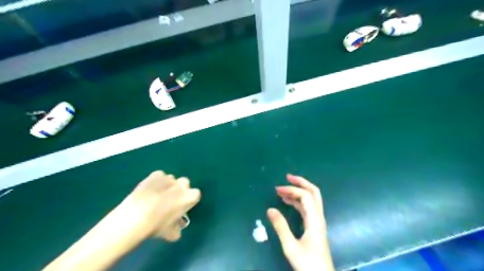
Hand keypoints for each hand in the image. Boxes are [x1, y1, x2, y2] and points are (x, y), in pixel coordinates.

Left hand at [118, 170, 201, 242]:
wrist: (135, 217)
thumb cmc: (157, 226)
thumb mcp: (171, 234)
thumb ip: (178, 228)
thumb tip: (177, 227)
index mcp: (190, 197)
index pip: (195, 195)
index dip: (188, 201)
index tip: (181, 207)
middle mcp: (182, 184)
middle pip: (184, 183)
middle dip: (179, 189)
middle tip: (170, 200)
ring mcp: (169, 178)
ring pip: (171, 180)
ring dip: (167, 185)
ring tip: (156, 196)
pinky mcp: (156, 174)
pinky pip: (159, 176)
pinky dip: (155, 181)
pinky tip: (148, 191)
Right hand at [266, 175, 334, 269]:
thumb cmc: (308, 264)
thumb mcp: (291, 247)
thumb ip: (281, 227)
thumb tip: (270, 209)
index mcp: (315, 220)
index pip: (305, 196)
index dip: (292, 190)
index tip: (277, 190)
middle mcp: (319, 217)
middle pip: (314, 192)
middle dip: (301, 182)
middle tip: (288, 177)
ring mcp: (318, 221)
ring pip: (311, 199)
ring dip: (298, 191)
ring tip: (283, 191)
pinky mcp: (315, 226)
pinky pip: (308, 208)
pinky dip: (298, 201)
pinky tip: (289, 202)